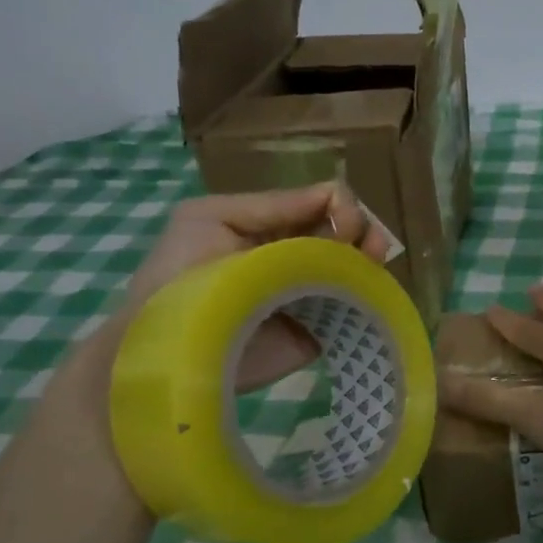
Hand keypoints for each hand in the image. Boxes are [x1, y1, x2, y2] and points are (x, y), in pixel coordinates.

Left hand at [123, 185, 389, 391]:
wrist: (168, 348)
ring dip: (370, 258)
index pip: (322, 205)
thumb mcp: (212, 217)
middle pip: (346, 234)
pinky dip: (369, 296)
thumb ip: (273, 204)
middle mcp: (297, 257)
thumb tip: (336, 194)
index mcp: (272, 227)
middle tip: (366, 242)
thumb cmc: (179, 274)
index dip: (339, 206)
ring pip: (356, 269)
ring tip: (374, 258)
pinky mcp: (319, 332)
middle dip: (361, 229)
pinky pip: (354, 309)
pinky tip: (371, 289)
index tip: (342, 218)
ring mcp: (311, 295)